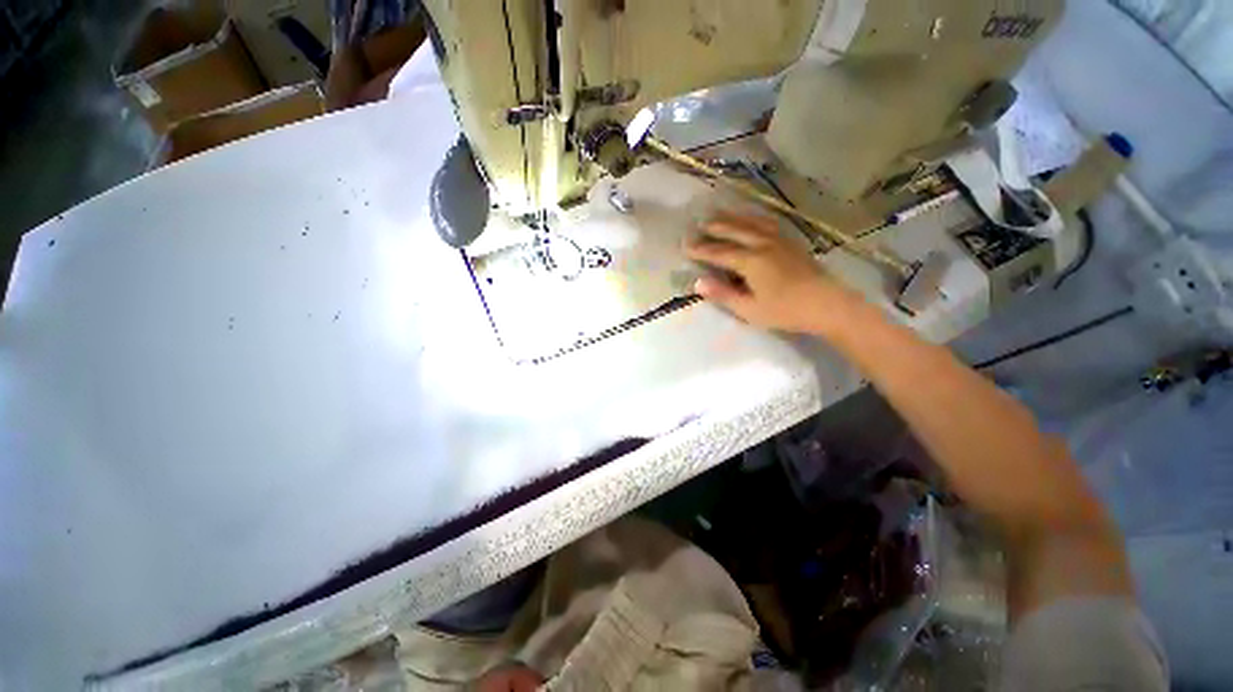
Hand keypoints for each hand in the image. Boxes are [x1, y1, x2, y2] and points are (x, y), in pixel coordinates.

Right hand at [684, 213, 854, 333]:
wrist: (825, 303)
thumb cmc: (787, 311)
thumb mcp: (751, 310)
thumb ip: (725, 295)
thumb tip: (699, 282)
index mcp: (750, 261)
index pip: (719, 252)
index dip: (701, 249)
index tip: (685, 246)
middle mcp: (761, 243)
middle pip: (733, 230)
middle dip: (714, 227)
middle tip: (698, 225)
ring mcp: (778, 240)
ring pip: (750, 222)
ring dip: (732, 217)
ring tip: (719, 213)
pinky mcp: (791, 241)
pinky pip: (767, 223)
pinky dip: (753, 218)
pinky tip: (752, 219)